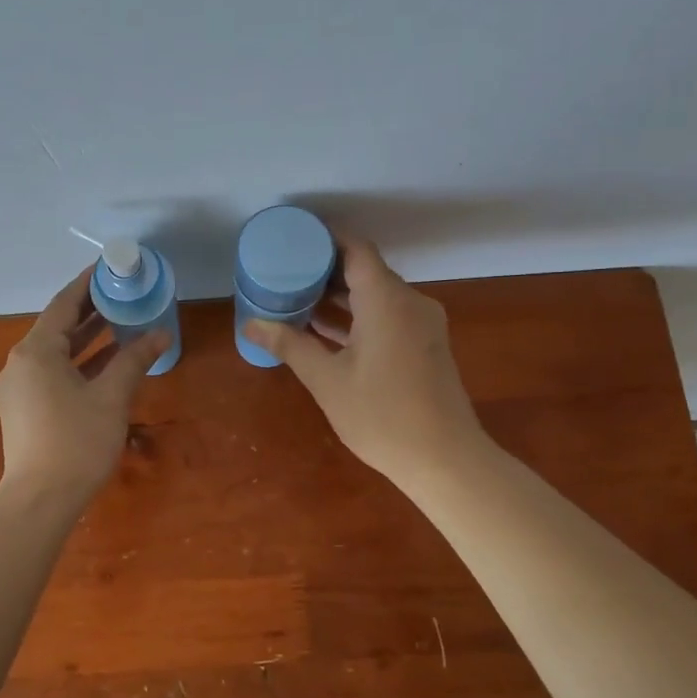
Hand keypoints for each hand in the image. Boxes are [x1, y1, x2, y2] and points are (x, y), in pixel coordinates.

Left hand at [0, 267, 169, 504]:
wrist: (39, 501)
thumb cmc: (76, 442)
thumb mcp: (111, 397)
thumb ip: (134, 360)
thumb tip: (160, 333)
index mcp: (36, 351)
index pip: (64, 304)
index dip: (88, 284)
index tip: (111, 268)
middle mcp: (21, 362)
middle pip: (58, 326)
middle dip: (91, 311)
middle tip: (124, 293)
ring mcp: (19, 387)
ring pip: (56, 351)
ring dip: (87, 338)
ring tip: (121, 322)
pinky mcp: (24, 408)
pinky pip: (53, 372)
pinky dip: (78, 364)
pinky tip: (106, 363)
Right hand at [243, 236, 483, 485]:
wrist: (445, 460)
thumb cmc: (382, 415)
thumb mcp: (327, 380)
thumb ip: (290, 345)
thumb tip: (251, 324)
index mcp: (387, 300)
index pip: (355, 249)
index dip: (324, 238)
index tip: (293, 238)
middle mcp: (409, 302)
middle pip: (365, 270)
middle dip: (325, 270)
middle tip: (284, 272)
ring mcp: (421, 325)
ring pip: (376, 296)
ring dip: (340, 298)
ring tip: (296, 300)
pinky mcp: (425, 346)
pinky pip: (387, 317)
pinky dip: (358, 318)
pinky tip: (324, 331)